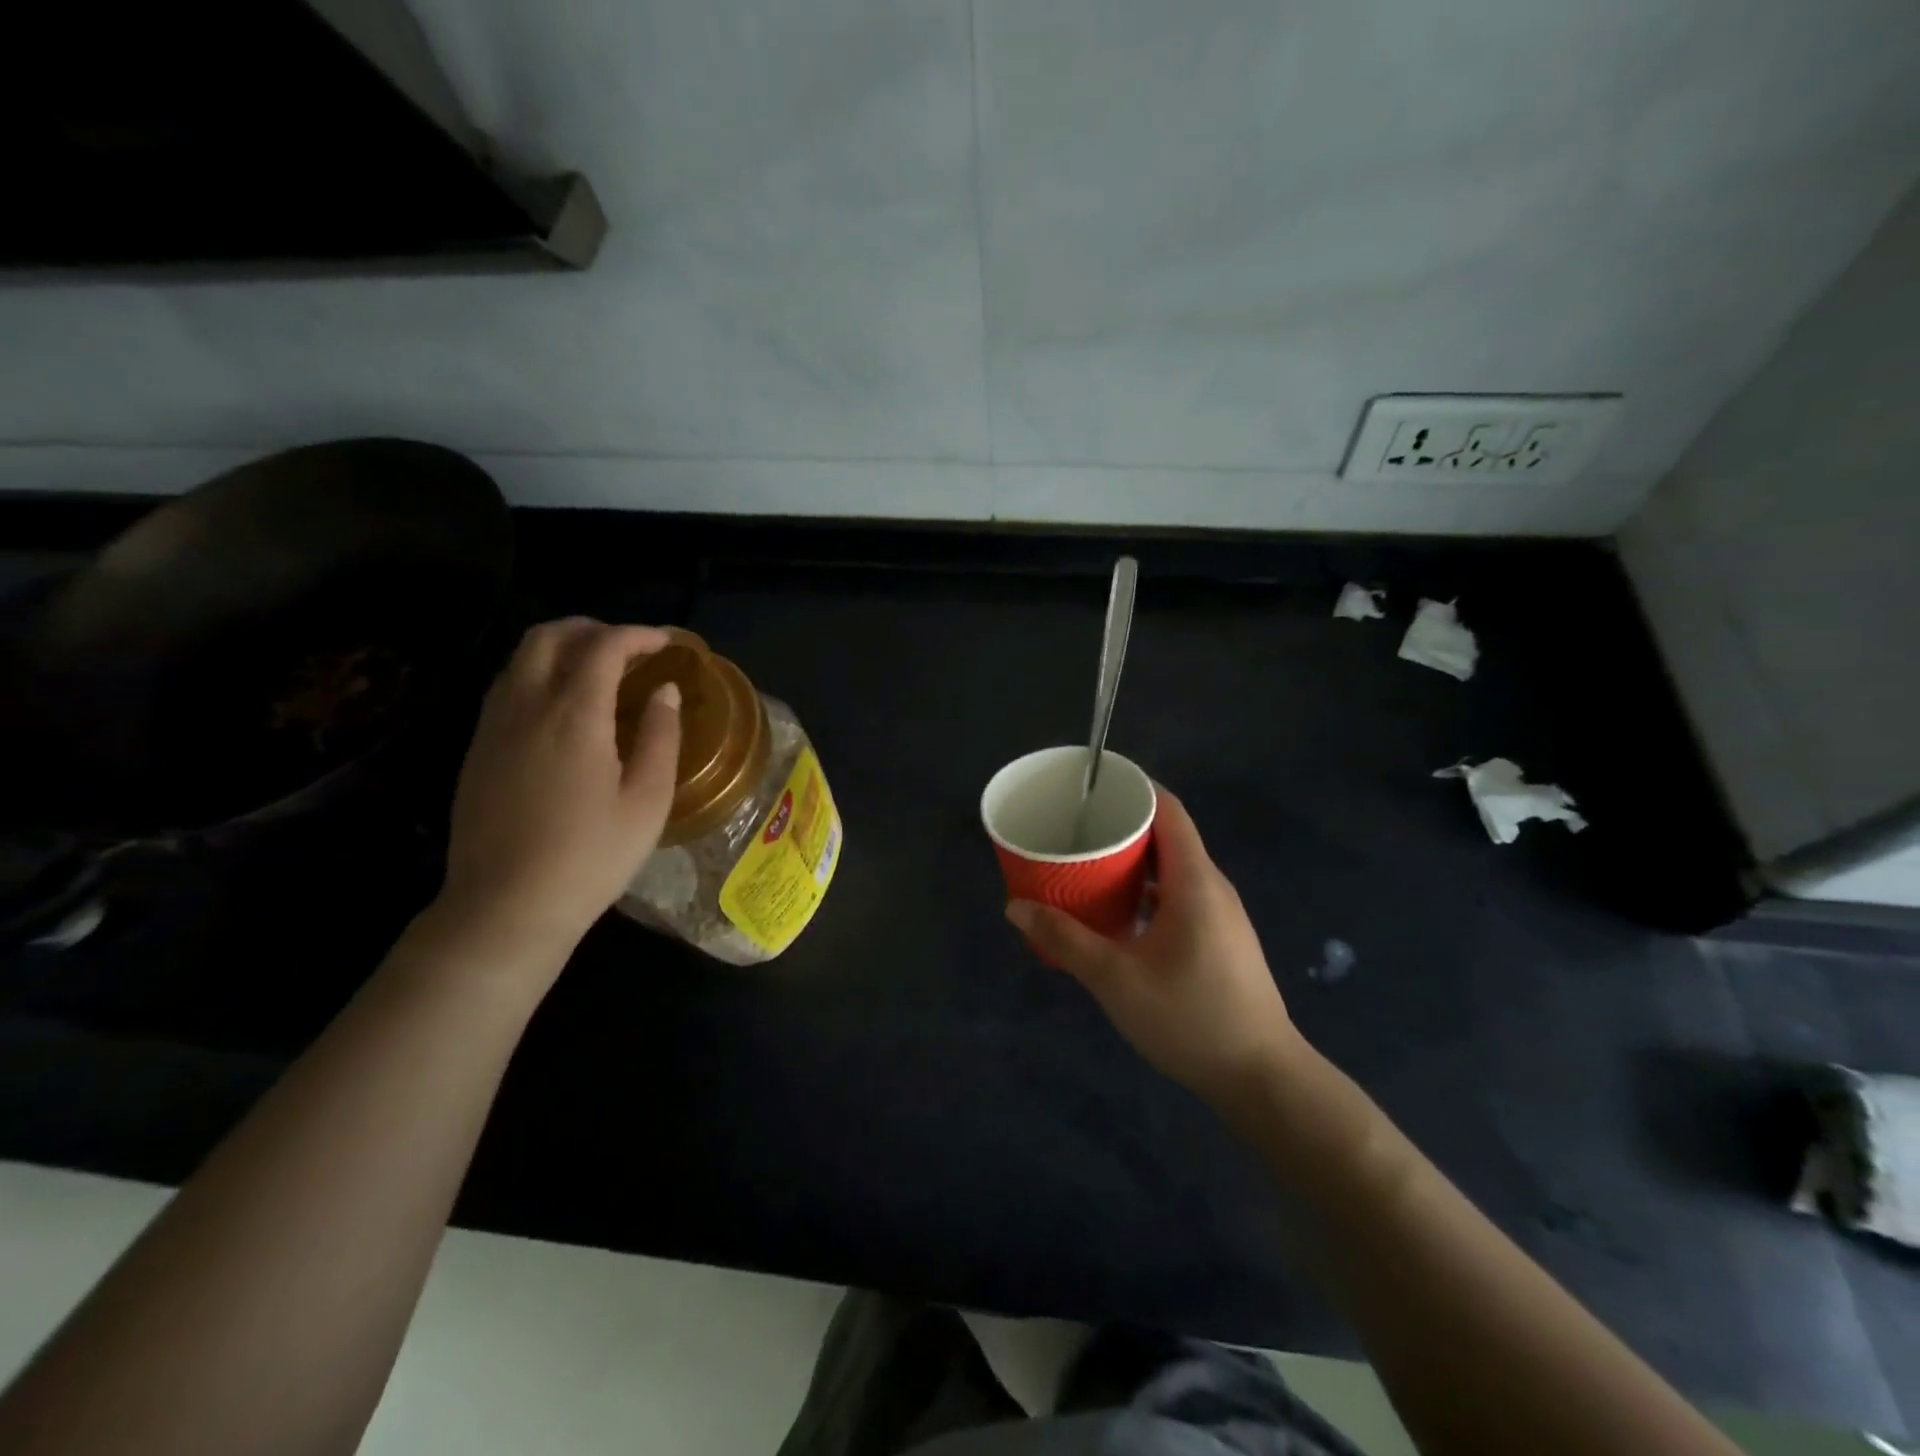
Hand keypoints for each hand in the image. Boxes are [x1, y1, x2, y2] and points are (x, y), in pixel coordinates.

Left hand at [437, 619, 681, 959]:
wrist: (506, 906)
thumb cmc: (590, 857)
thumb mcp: (647, 801)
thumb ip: (660, 737)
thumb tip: (665, 692)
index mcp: (575, 715)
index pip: (604, 647)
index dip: (639, 636)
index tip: (668, 644)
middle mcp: (526, 706)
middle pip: (550, 636)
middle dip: (594, 629)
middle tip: (630, 648)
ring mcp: (493, 726)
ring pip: (521, 658)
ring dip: (562, 648)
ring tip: (599, 670)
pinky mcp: (477, 748)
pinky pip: (506, 686)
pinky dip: (539, 673)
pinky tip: (563, 705)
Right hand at [1007, 788, 1301, 1108]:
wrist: (1261, 1077)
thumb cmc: (1190, 1018)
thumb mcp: (1116, 978)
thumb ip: (1065, 939)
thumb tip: (1016, 907)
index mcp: (1195, 880)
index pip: (1168, 810)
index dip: (1133, 789)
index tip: (1091, 786)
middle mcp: (1211, 886)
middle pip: (1167, 835)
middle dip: (1121, 825)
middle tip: (1074, 826)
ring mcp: (1219, 914)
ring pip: (1171, 868)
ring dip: (1132, 861)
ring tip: (1087, 862)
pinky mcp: (1218, 938)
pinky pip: (1178, 895)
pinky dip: (1145, 891)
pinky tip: (1115, 912)